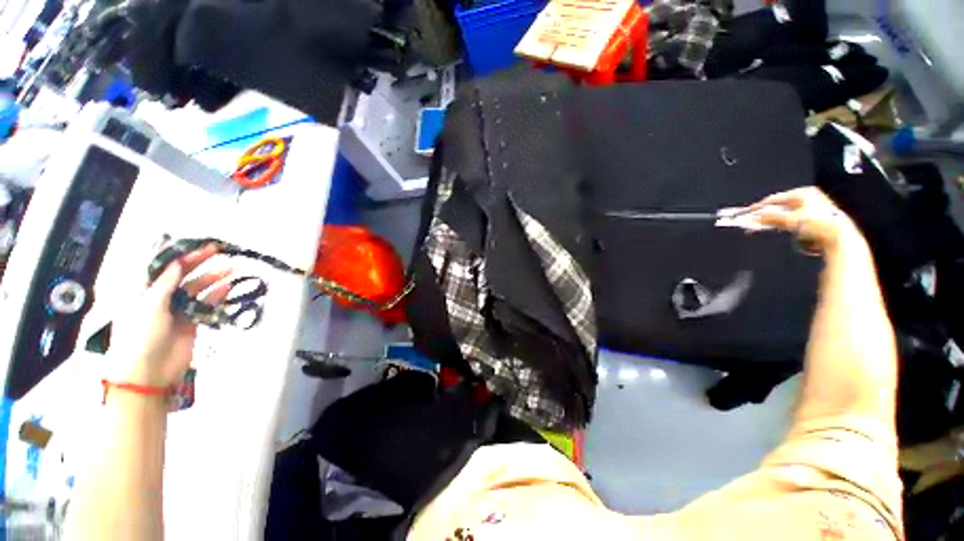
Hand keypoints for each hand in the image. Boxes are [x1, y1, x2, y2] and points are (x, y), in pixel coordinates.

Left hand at [108, 245, 231, 387]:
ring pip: (196, 288)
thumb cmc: (139, 337)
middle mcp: (159, 297)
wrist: (148, 372)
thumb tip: (177, 263)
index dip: (178, 255)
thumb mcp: (148, 306)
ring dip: (212, 277)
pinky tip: (227, 287)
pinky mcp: (191, 322)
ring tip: (230, 268)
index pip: (161, 267)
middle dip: (198, 262)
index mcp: (142, 291)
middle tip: (217, 251)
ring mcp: (176, 310)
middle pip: (181, 275)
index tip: (196, 246)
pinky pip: (205, 304)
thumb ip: (164, 284)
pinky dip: (217, 295)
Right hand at [748, 187, 863, 255]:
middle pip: (781, 205)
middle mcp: (808, 196)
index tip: (749, 213)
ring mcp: (813, 206)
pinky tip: (782, 228)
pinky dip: (786, 223)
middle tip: (757, 221)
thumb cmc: (816, 223)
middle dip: (769, 214)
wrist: (837, 235)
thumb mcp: (790, 219)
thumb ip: (770, 217)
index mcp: (803, 192)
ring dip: (776, 220)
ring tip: (768, 226)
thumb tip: (755, 216)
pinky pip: (794, 218)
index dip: (761, 206)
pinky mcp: (815, 216)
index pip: (775, 198)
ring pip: (787, 212)